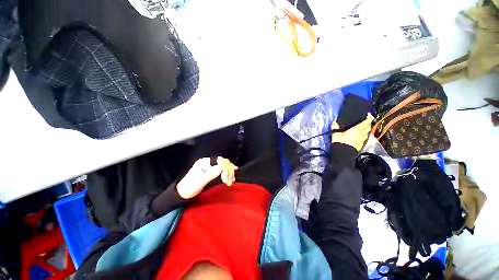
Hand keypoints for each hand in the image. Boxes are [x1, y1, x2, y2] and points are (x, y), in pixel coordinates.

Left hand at [176, 157, 237, 198]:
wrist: (184, 192)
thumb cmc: (189, 188)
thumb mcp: (198, 182)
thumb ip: (209, 174)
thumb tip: (221, 168)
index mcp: (204, 162)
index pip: (219, 161)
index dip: (225, 169)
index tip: (225, 179)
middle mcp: (208, 162)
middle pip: (224, 162)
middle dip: (228, 171)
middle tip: (228, 182)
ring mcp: (211, 165)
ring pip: (225, 165)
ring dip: (230, 172)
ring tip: (230, 181)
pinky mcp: (213, 170)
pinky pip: (224, 168)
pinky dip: (229, 172)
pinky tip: (232, 175)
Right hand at [331, 114, 373, 150]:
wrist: (343, 154)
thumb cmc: (340, 142)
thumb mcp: (335, 134)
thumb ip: (335, 127)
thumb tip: (334, 121)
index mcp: (356, 130)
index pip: (365, 123)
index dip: (369, 118)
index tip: (370, 115)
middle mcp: (361, 134)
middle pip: (368, 127)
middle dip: (369, 124)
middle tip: (367, 121)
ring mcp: (361, 140)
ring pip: (367, 133)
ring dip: (367, 130)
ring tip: (364, 128)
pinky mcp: (361, 145)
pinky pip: (364, 138)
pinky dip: (364, 135)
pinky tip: (361, 136)